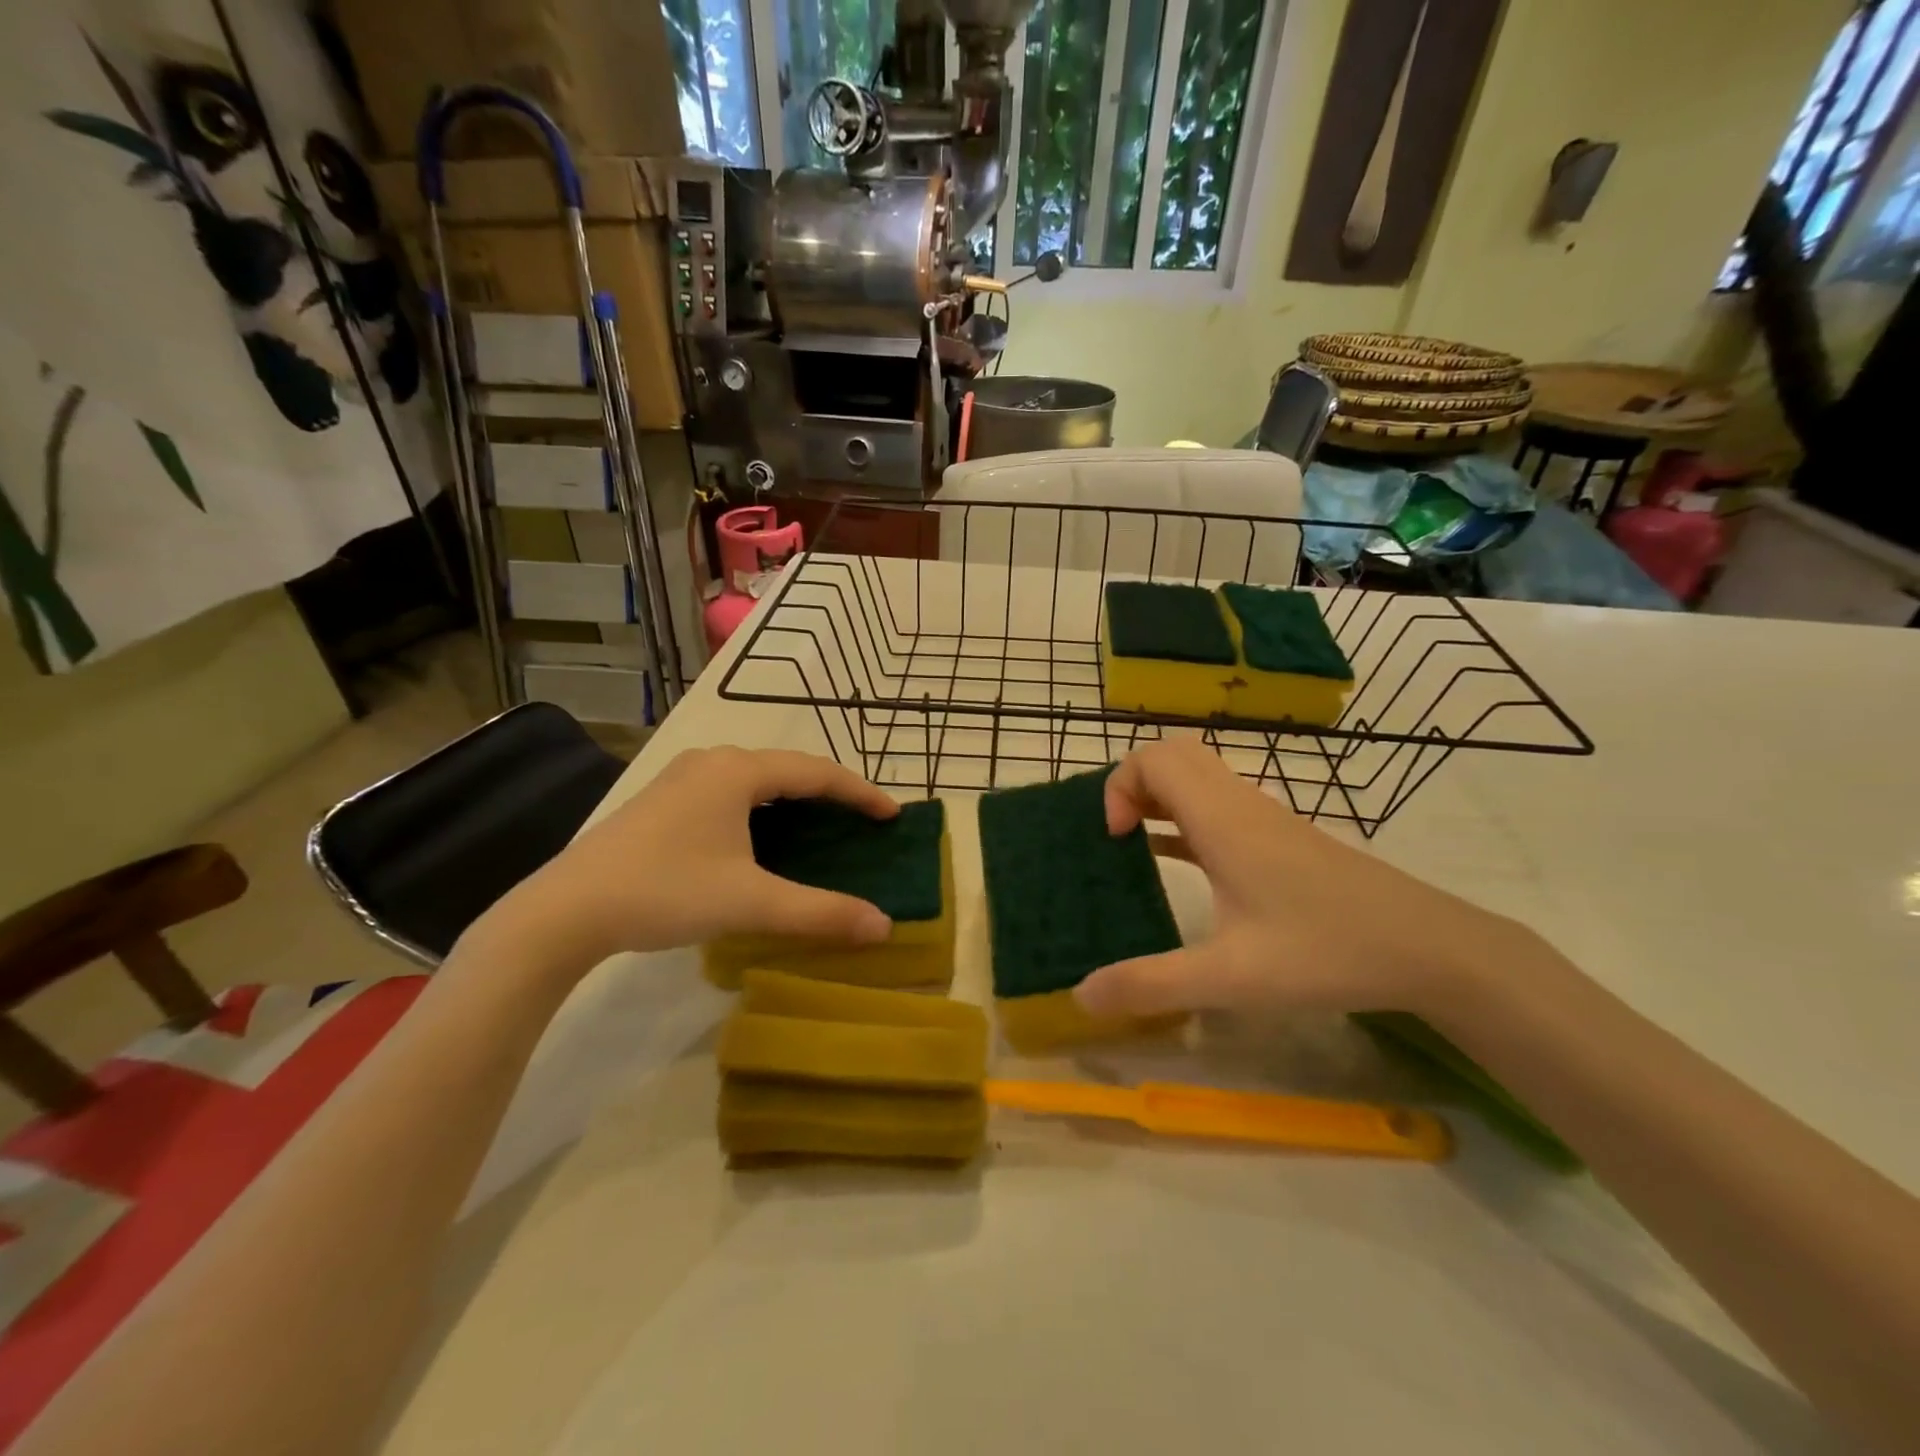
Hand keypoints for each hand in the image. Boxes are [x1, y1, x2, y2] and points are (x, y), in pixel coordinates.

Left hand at [480, 747, 898, 970]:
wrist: (566, 910)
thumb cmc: (666, 892)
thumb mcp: (751, 903)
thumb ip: (820, 912)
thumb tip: (884, 927)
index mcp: (738, 771)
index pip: (818, 772)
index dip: (861, 793)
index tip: (893, 815)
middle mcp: (712, 761)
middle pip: (789, 769)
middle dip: (830, 794)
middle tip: (862, 822)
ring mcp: (683, 777)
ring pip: (757, 779)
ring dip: (795, 800)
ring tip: (822, 827)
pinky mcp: (663, 799)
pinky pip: (731, 790)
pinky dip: (763, 807)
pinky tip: (764, 836)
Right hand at [1074, 737, 1528, 1019]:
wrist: (1430, 948)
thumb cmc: (1327, 951)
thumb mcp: (1231, 978)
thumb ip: (1152, 985)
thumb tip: (1081, 995)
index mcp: (1222, 820)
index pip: (1153, 758)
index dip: (1119, 786)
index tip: (1115, 838)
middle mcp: (1240, 805)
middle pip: (1173, 755)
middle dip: (1132, 784)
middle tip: (1118, 836)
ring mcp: (1265, 820)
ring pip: (1198, 778)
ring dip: (1159, 799)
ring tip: (1133, 847)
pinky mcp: (1281, 839)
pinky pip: (1217, 807)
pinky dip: (1184, 819)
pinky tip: (1176, 863)